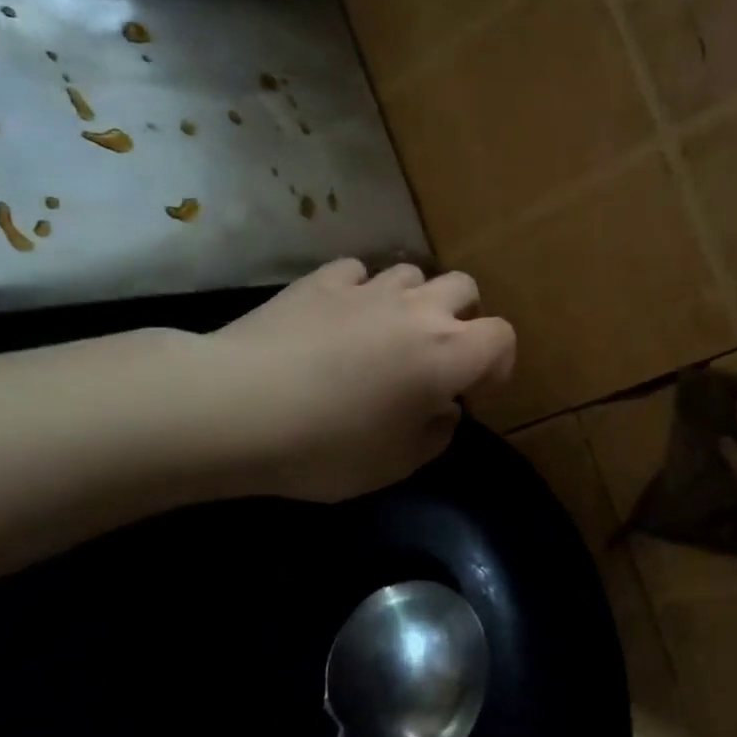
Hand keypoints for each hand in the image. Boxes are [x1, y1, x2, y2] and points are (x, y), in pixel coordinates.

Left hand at [173, 259, 515, 501]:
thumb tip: (443, 410)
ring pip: (412, 272)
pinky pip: (356, 272)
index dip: (498, 361)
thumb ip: (435, 435)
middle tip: (437, 353)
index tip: (475, 389)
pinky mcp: (320, 281)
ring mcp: (367, 289)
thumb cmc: (327, 446)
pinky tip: (339, 316)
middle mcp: (418, 310)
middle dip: (462, 316)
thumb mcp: (395, 464)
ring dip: (412, 299)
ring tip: (388, 330)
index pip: (501, 336)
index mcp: (448, 354)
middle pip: (464, 288)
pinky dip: (359, 291)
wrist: (235, 407)